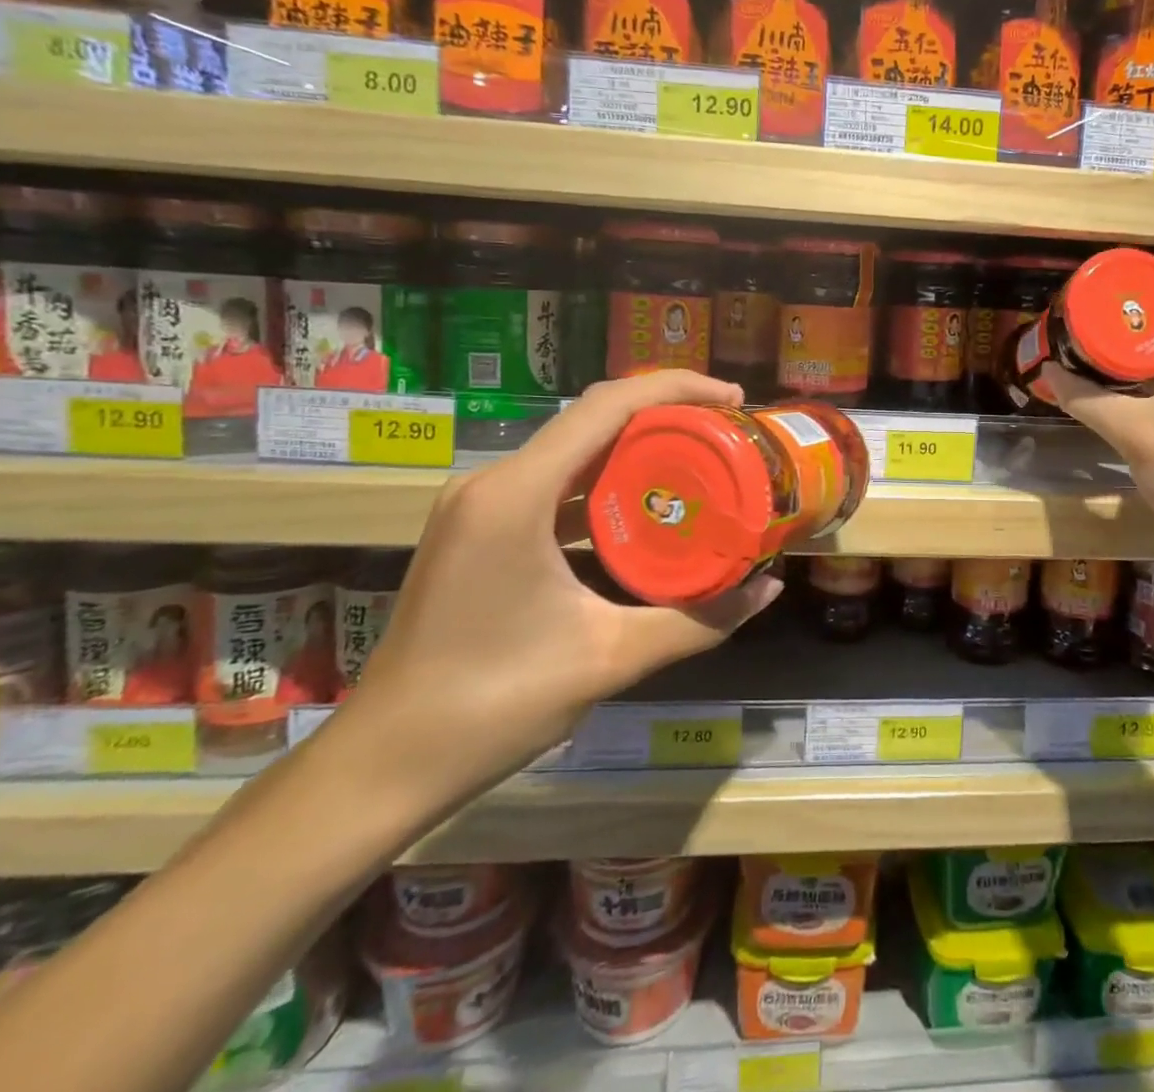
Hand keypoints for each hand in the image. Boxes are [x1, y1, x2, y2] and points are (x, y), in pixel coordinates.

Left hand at [334, 371, 780, 812]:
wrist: (385, 764)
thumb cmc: (493, 705)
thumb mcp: (610, 657)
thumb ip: (698, 620)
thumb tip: (768, 588)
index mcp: (516, 494)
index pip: (606, 406)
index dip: (675, 388)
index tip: (732, 399)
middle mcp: (493, 482)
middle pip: (592, 420)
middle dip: (664, 415)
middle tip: (727, 432)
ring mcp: (479, 505)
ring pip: (573, 451)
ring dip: (635, 449)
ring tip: (699, 461)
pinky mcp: (478, 530)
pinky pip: (553, 485)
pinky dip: (604, 485)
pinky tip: (644, 507)